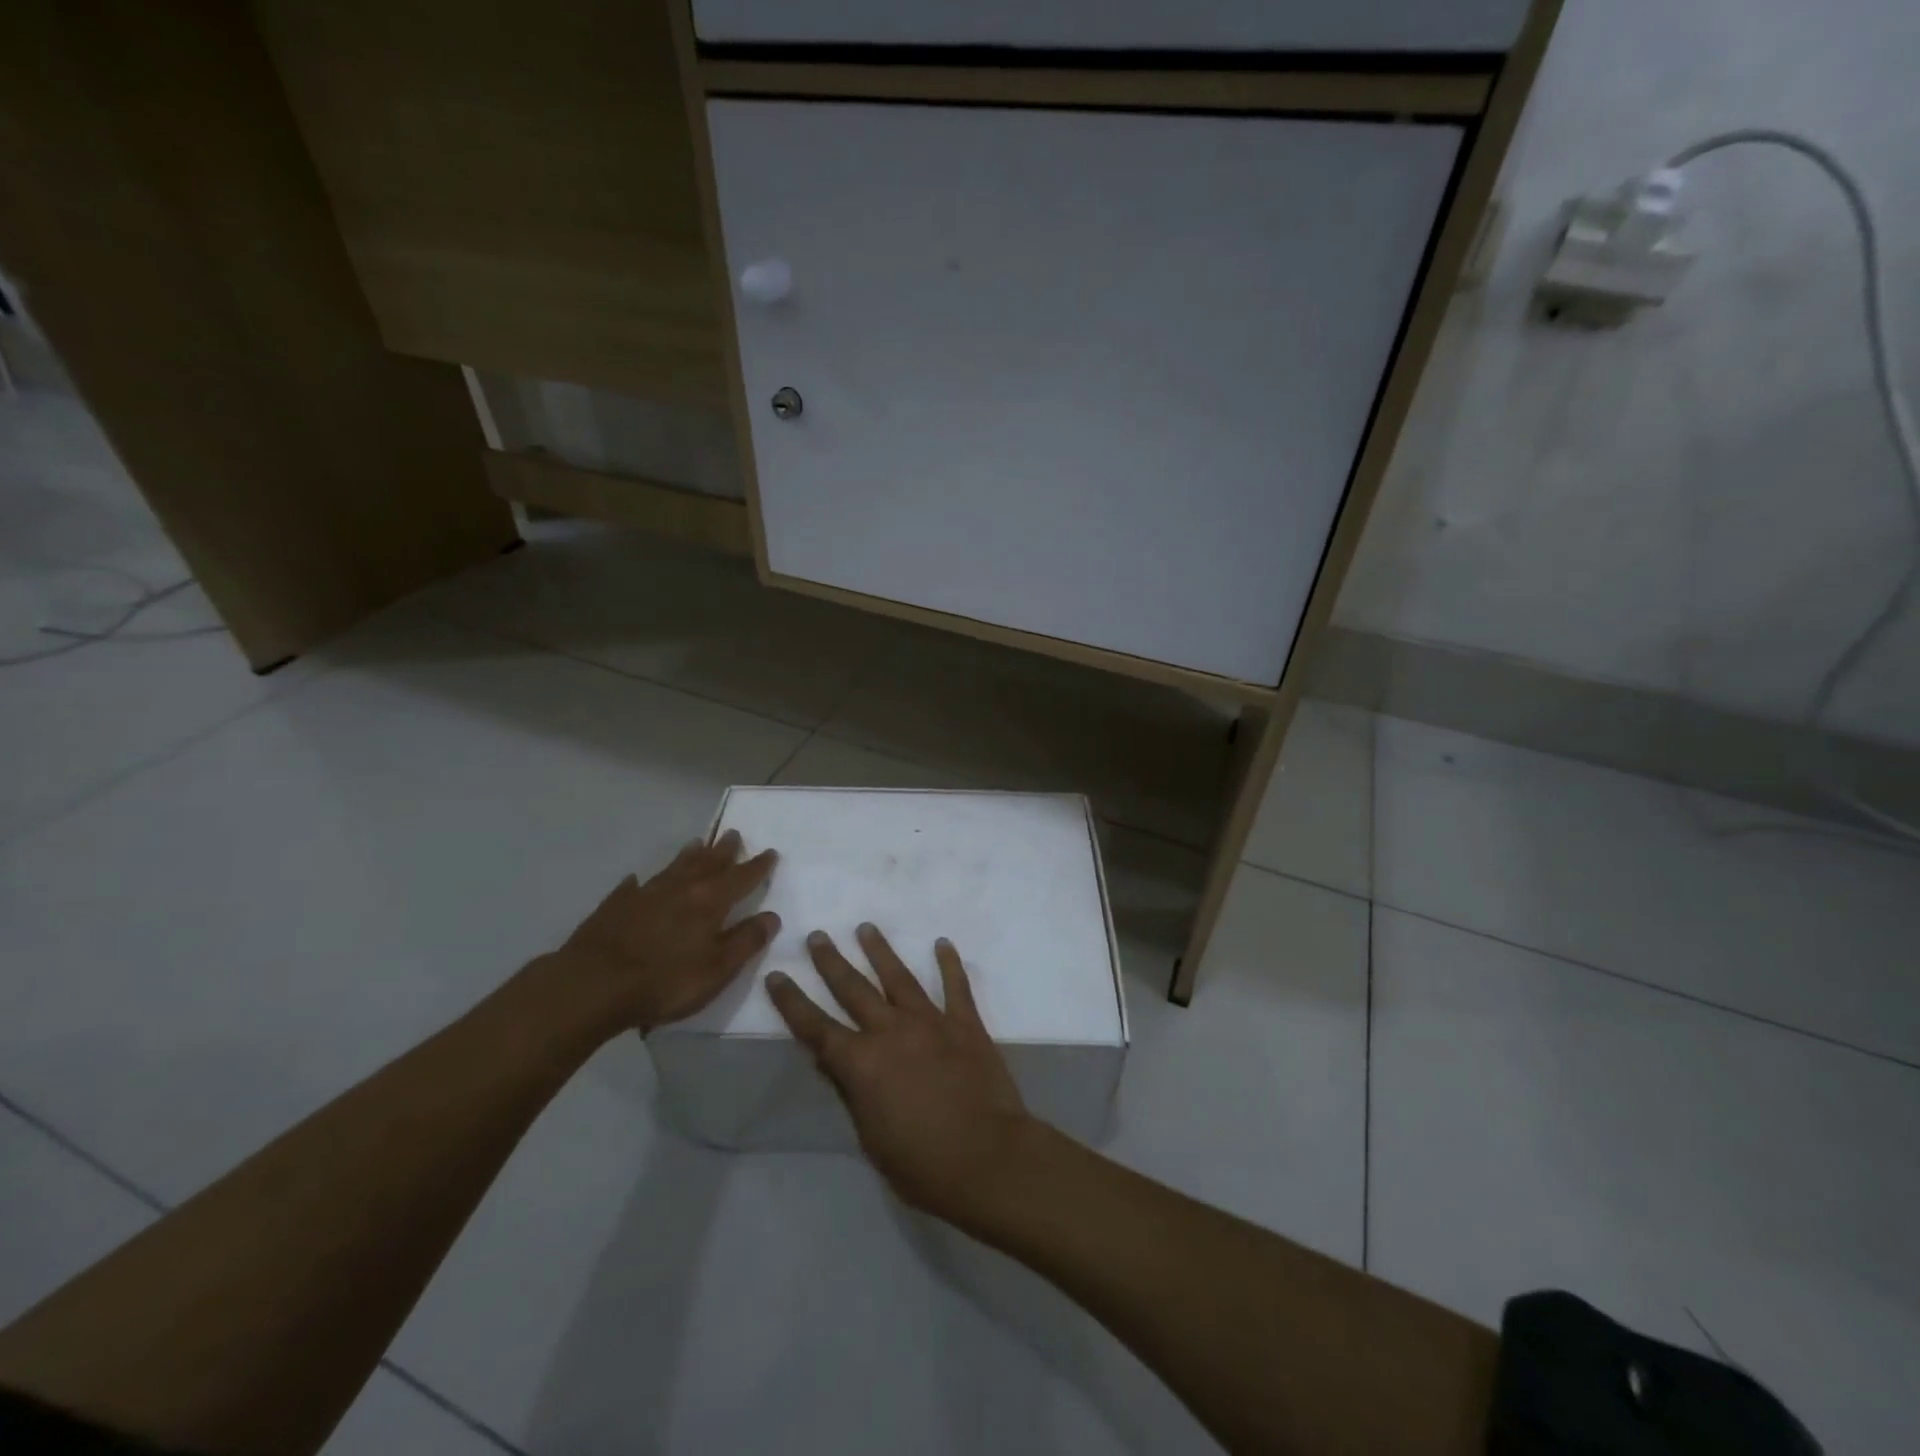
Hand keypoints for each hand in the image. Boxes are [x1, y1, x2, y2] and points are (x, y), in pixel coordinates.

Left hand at [545, 831, 779, 1035]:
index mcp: (710, 902)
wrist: (592, 985)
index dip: (757, 866)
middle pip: (707, 864)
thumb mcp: (717, 969)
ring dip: (688, 856)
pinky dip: (641, 882)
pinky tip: (638, 880)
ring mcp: (645, 895)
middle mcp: (680, 889)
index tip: (770, 852)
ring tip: (697, 843)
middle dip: (724, 851)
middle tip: (733, 834)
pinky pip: (633, 887)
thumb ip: (746, 941)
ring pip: (673, 868)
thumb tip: (772, 916)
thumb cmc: (665, 981)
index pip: (741, 878)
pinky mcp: (615, 906)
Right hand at [765, 925, 1035, 1224]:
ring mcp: (930, 1022)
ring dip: (879, 951)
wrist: (987, 1157)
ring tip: (865, 927)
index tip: (777, 975)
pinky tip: (942, 943)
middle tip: (817, 936)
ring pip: (898, 977)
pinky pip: (955, 986)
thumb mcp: (870, 1138)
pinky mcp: (965, 1023)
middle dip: (831, 962)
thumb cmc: (922, 1164)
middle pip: (853, 989)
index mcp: (861, 1064)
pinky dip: (948, 963)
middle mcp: (890, 1031)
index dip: (792, 1002)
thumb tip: (829, 1061)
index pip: (816, 1027)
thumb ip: (851, 1093)